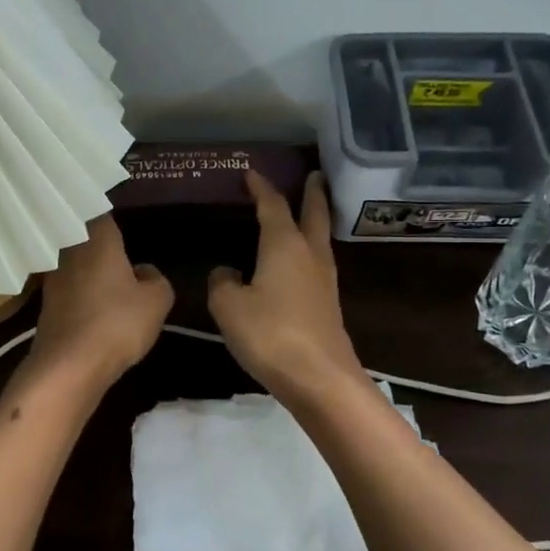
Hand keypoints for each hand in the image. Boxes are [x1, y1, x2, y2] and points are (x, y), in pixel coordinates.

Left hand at [25, 215, 173, 391]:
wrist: (68, 366)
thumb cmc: (117, 323)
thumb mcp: (157, 301)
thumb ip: (156, 278)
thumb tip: (143, 271)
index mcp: (96, 239)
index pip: (99, 211)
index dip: (110, 214)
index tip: (121, 221)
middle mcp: (69, 250)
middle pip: (82, 235)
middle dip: (97, 240)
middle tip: (117, 247)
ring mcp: (52, 278)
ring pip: (72, 261)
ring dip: (86, 267)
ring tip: (107, 276)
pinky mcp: (45, 304)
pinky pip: (66, 287)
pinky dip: (77, 291)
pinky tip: (91, 303)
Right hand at [208, 171, 367, 398]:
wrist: (319, 378)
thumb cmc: (270, 334)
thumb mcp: (229, 306)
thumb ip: (222, 283)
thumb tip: (227, 273)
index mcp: (284, 245)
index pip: (273, 205)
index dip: (261, 187)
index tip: (251, 172)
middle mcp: (309, 254)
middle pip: (314, 214)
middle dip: (313, 193)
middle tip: (314, 174)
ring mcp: (324, 279)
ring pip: (321, 237)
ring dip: (316, 218)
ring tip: (307, 211)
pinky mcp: (328, 303)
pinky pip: (318, 262)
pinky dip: (309, 248)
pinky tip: (298, 261)